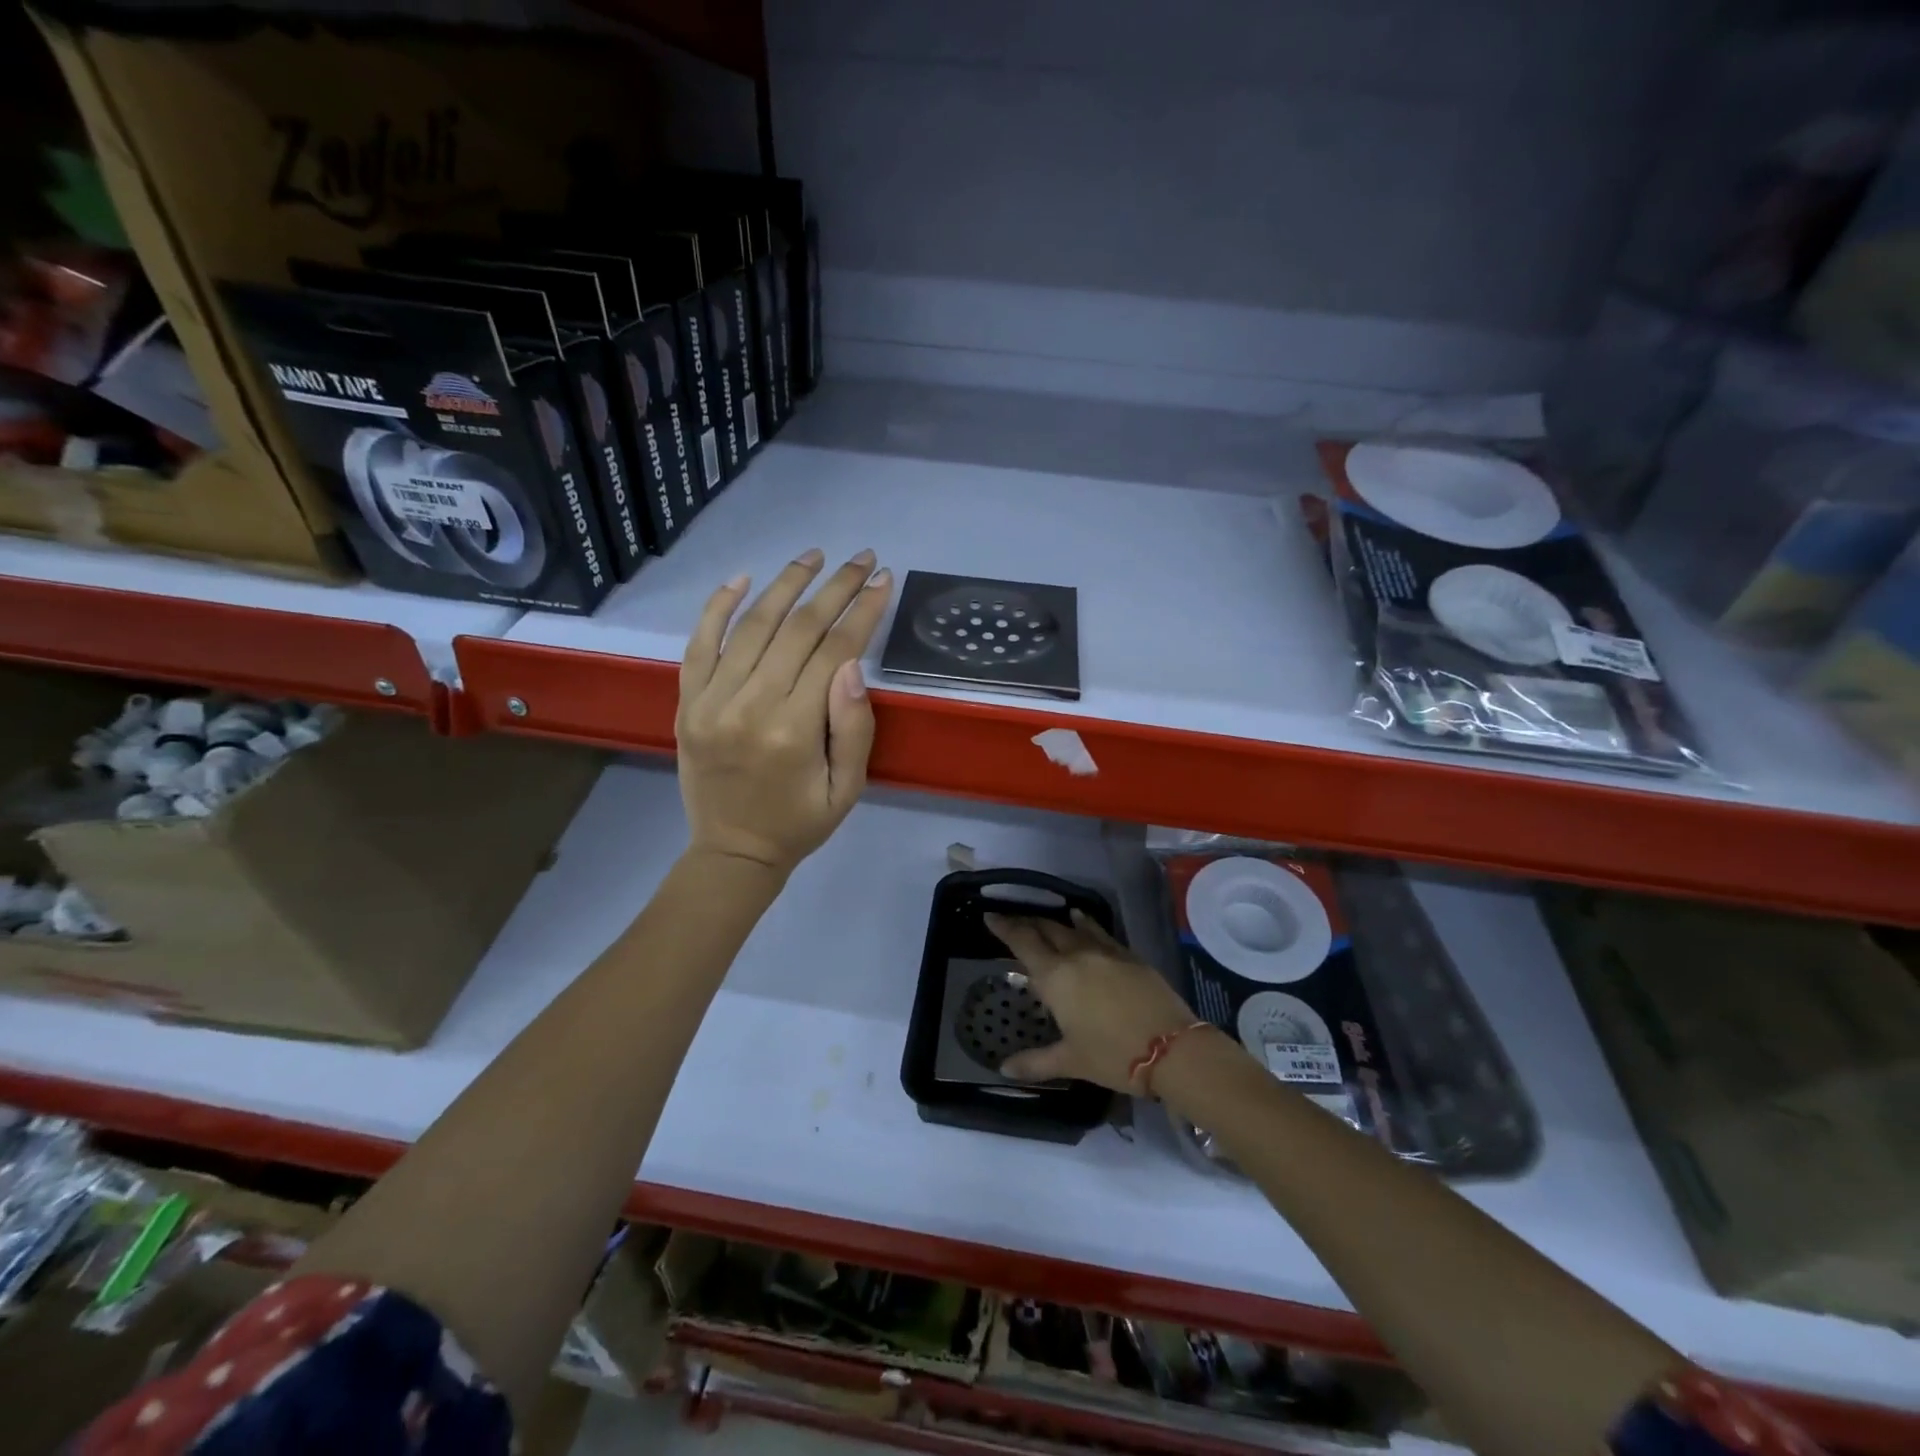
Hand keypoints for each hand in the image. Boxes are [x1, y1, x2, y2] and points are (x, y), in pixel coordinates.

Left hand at [677, 549, 893, 875]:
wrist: (732, 851)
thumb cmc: (800, 822)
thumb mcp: (848, 788)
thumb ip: (853, 727)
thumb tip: (852, 664)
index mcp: (794, 730)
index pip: (834, 651)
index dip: (863, 611)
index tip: (883, 580)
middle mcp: (749, 705)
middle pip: (798, 629)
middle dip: (835, 588)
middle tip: (861, 559)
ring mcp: (710, 701)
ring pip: (752, 625)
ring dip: (786, 584)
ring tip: (814, 556)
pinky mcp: (687, 702)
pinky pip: (699, 644)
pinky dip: (718, 607)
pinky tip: (743, 578)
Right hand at [985, 910, 1202, 1092]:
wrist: (1172, 1048)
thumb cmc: (1113, 1056)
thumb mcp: (1071, 1061)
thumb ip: (1035, 1062)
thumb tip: (1003, 1069)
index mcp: (1056, 977)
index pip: (1023, 943)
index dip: (1005, 927)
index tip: (991, 916)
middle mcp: (1077, 956)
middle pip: (1047, 929)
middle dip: (1028, 923)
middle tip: (1014, 919)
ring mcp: (1106, 952)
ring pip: (1073, 928)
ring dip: (1055, 922)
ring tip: (1045, 918)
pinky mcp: (1129, 956)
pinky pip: (1100, 932)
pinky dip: (1086, 925)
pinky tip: (1082, 921)